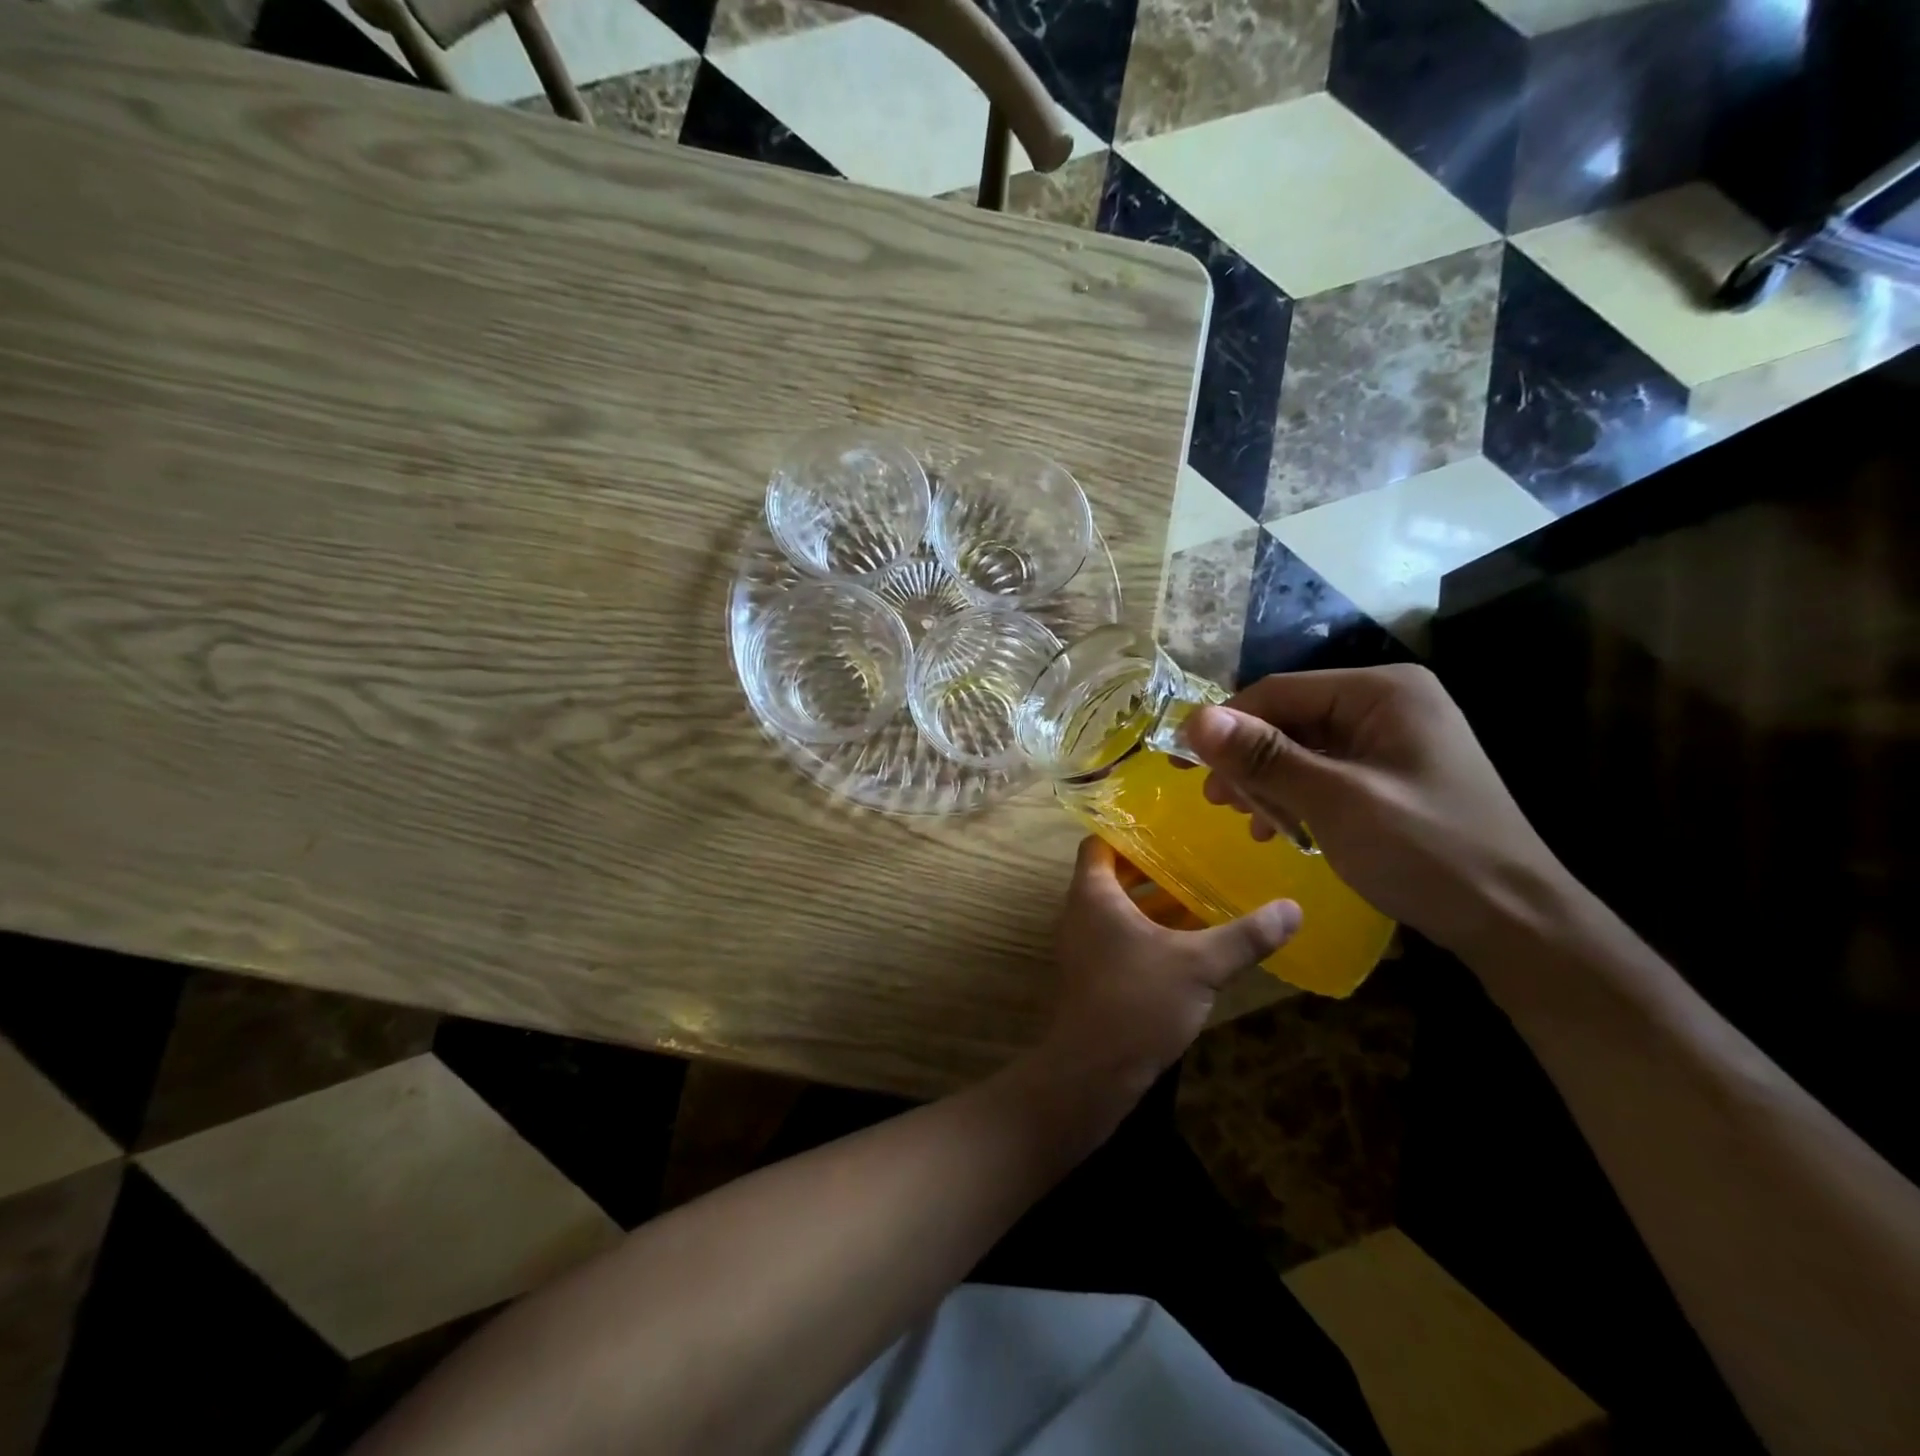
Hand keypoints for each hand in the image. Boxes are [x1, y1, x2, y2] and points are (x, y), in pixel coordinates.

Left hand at [1035, 837, 1299, 1105]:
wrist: (1093, 1072)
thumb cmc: (1137, 1002)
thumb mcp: (1199, 965)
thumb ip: (1245, 936)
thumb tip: (1293, 908)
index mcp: (1093, 894)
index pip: (1099, 842)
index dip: (1128, 829)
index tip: (1168, 823)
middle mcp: (1082, 912)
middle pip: (1115, 874)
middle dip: (1154, 866)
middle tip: (1197, 854)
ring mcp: (1087, 945)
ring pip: (1122, 908)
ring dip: (1157, 901)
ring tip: (1203, 890)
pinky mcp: (1097, 974)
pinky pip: (1123, 936)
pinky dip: (1152, 931)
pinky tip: (1192, 940)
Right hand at [1180, 664, 1571, 956]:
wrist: (1513, 921)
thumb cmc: (1426, 852)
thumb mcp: (1335, 801)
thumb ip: (1264, 757)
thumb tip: (1194, 720)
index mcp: (1382, 691)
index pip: (1278, 692)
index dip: (1226, 726)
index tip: (1186, 767)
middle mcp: (1386, 702)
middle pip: (1289, 719)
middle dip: (1249, 761)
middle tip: (1218, 804)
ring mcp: (1391, 738)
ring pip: (1301, 748)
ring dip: (1267, 783)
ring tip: (1248, 822)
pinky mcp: (1391, 773)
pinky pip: (1324, 771)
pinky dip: (1295, 797)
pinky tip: (1281, 829)